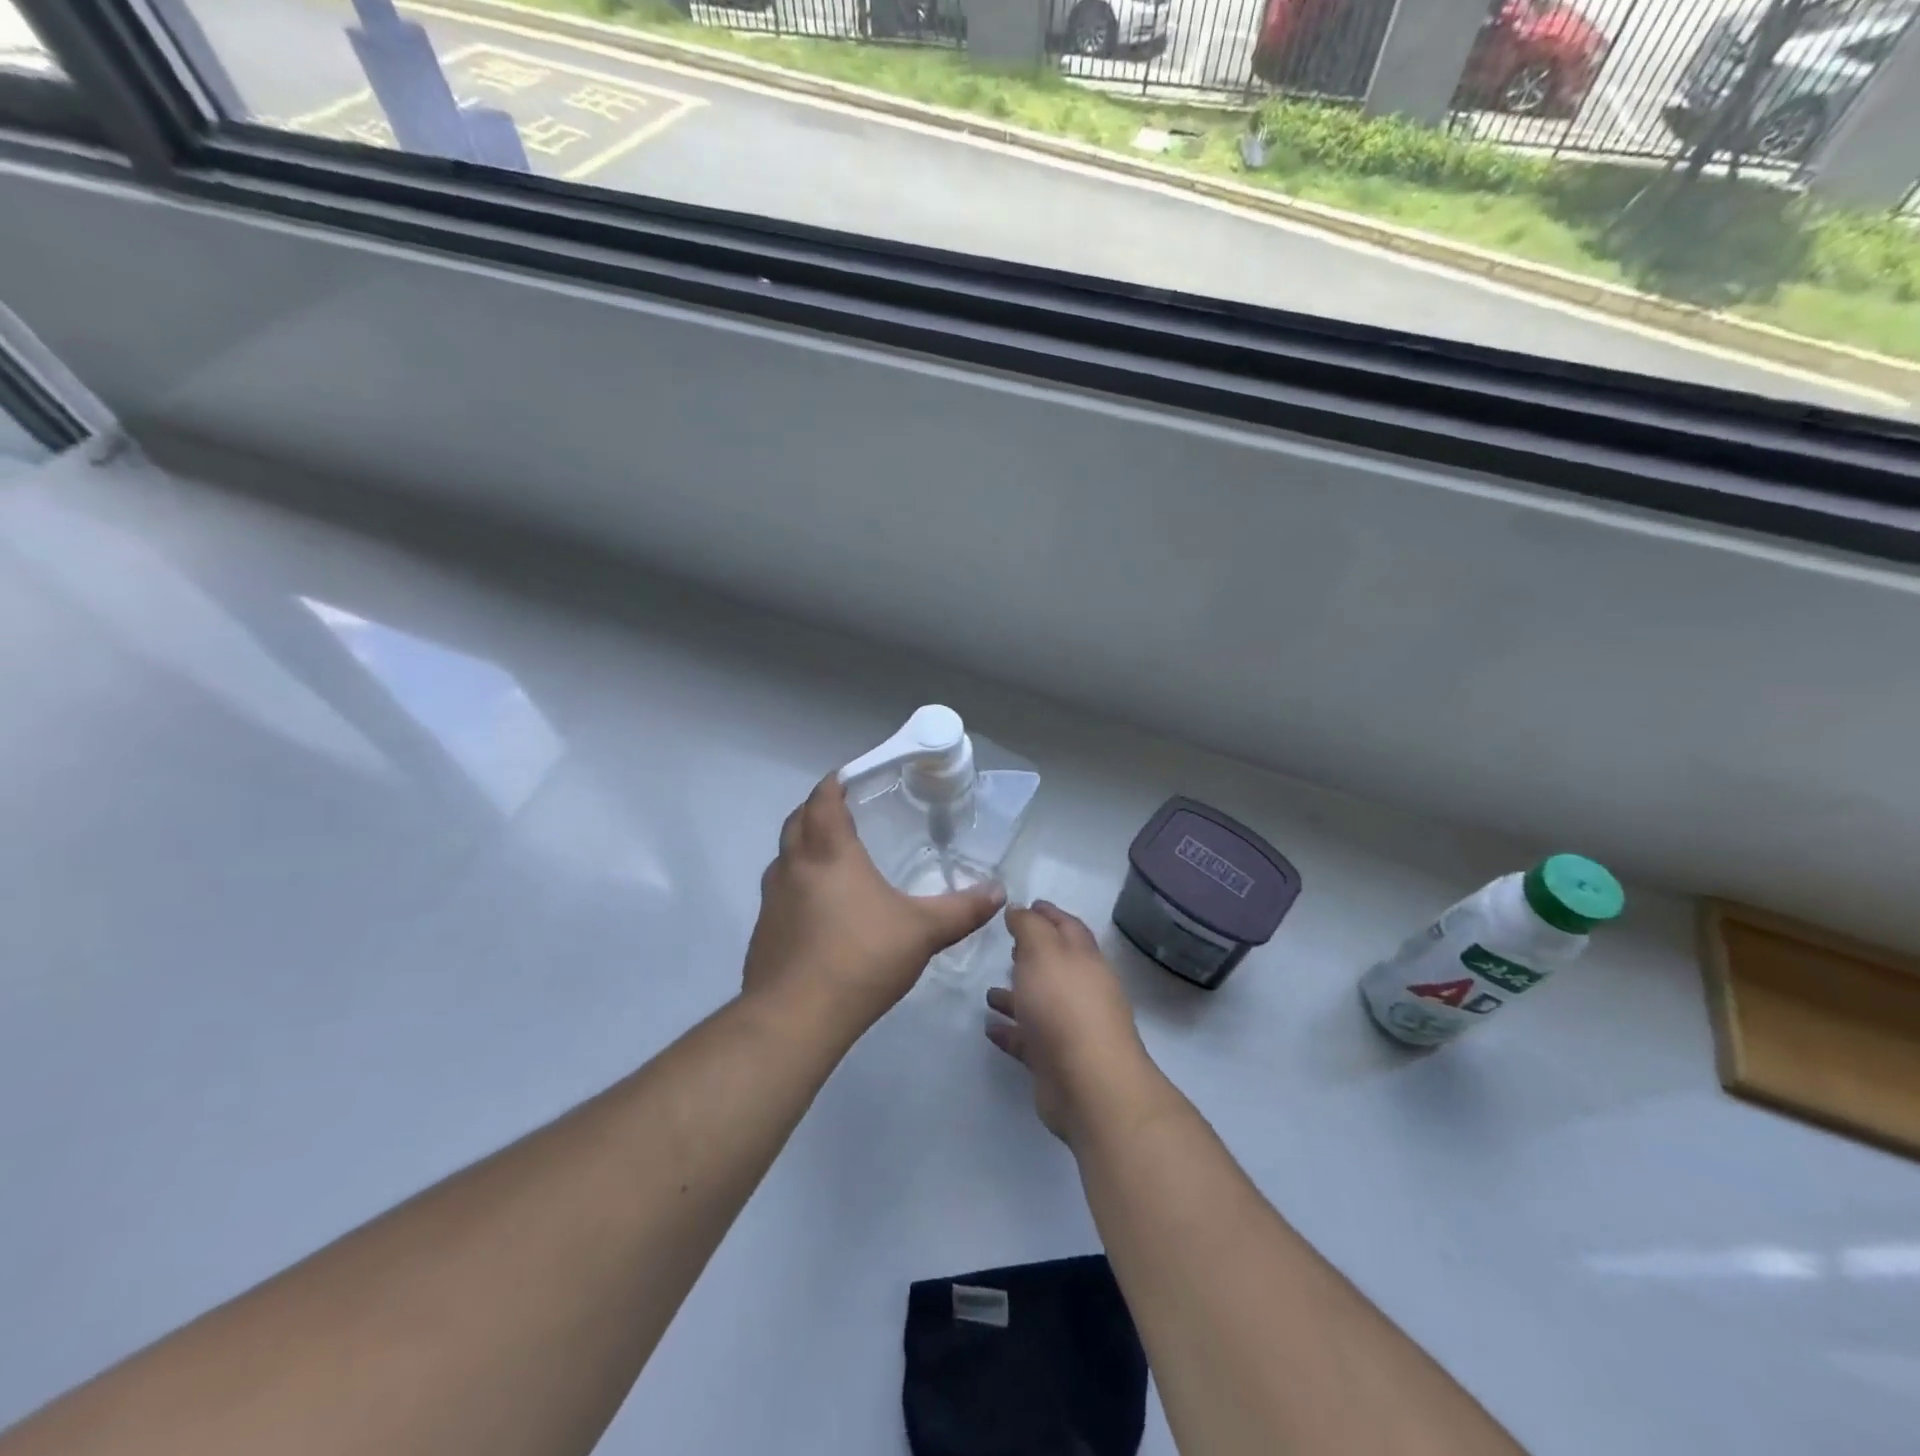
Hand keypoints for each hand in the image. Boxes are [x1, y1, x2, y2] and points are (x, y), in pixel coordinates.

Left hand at [744, 774, 1004, 1039]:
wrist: (796, 1016)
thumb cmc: (861, 958)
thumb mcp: (923, 932)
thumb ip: (962, 909)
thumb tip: (998, 891)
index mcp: (829, 853)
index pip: (823, 800)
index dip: (833, 784)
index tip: (846, 777)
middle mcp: (794, 867)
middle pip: (796, 822)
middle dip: (815, 810)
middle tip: (841, 811)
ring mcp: (772, 899)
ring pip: (784, 858)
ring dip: (802, 848)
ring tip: (831, 858)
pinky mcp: (763, 931)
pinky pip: (779, 893)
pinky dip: (796, 886)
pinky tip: (818, 911)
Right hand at [985, 901, 1160, 1143]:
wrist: (1088, 1084)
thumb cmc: (1064, 1006)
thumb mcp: (1043, 952)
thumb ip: (1029, 927)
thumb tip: (1021, 908)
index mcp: (1083, 959)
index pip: (1067, 927)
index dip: (1048, 914)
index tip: (1028, 904)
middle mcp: (1080, 990)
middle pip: (1055, 965)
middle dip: (1032, 954)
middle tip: (1007, 944)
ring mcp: (1069, 1027)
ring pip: (1039, 1004)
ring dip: (1016, 995)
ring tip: (988, 992)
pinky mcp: (1054, 1061)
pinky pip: (1028, 1039)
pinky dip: (1010, 1031)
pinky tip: (989, 1028)